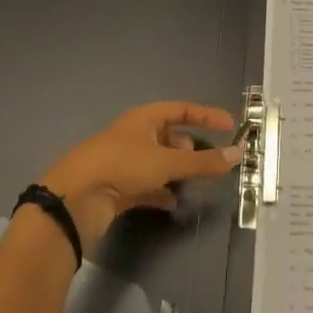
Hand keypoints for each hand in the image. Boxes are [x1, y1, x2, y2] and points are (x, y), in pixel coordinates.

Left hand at [39, 101, 241, 250]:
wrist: (75, 200)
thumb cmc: (121, 167)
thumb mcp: (166, 163)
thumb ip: (202, 162)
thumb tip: (238, 154)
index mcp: (144, 118)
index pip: (181, 109)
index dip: (206, 116)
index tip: (230, 126)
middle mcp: (135, 136)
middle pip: (170, 136)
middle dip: (191, 147)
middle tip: (211, 160)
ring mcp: (125, 162)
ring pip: (159, 162)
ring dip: (177, 171)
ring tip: (194, 182)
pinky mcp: (118, 187)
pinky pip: (147, 186)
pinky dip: (161, 192)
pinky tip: (172, 203)